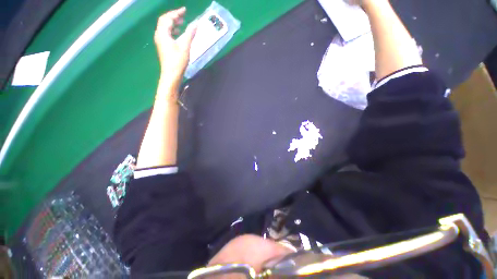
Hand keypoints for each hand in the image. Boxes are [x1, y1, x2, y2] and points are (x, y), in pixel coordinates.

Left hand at [154, 7, 196, 85]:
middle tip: (183, 16)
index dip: (176, 12)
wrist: (171, 75)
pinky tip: (178, 34)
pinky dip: (172, 31)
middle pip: (164, 21)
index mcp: (163, 33)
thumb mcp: (185, 47)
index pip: (167, 18)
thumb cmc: (177, 61)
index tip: (185, 10)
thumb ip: (190, 34)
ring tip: (181, 23)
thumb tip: (196, 24)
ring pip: (165, 28)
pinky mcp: (163, 47)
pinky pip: (166, 34)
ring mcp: (160, 41)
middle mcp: (159, 35)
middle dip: (173, 17)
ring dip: (173, 23)